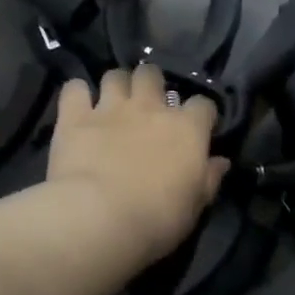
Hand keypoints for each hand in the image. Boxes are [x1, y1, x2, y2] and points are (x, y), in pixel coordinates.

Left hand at [48, 65, 227, 268]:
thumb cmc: (156, 219)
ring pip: (114, 75)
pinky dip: (76, 94)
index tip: (196, 128)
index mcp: (186, 129)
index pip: (203, 105)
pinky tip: (77, 107)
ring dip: (115, 86)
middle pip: (152, 75)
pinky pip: (74, 89)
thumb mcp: (194, 206)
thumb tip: (221, 161)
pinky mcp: (75, 116)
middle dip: (150, 84)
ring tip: (112, 103)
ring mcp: (110, 108)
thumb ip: (209, 179)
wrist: (99, 218)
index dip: (200, 114)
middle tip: (146, 105)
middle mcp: (149, 107)